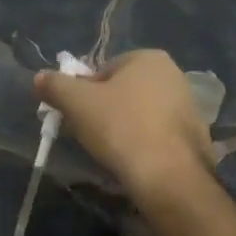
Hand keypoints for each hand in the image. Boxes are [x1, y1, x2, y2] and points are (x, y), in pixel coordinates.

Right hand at [33, 50, 213, 201]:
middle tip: (90, 134)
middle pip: (123, 90)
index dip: (84, 93)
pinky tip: (134, 161)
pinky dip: (144, 143)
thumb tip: (39, 77)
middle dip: (104, 109)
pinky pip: (158, 134)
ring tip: (111, 152)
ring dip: (124, 127)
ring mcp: (189, 106)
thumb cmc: (121, 128)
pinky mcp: (195, 135)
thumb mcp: (77, 103)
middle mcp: (173, 75)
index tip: (77, 116)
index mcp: (148, 58)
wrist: (170, 177)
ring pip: (141, 112)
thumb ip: (55, 85)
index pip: (103, 70)